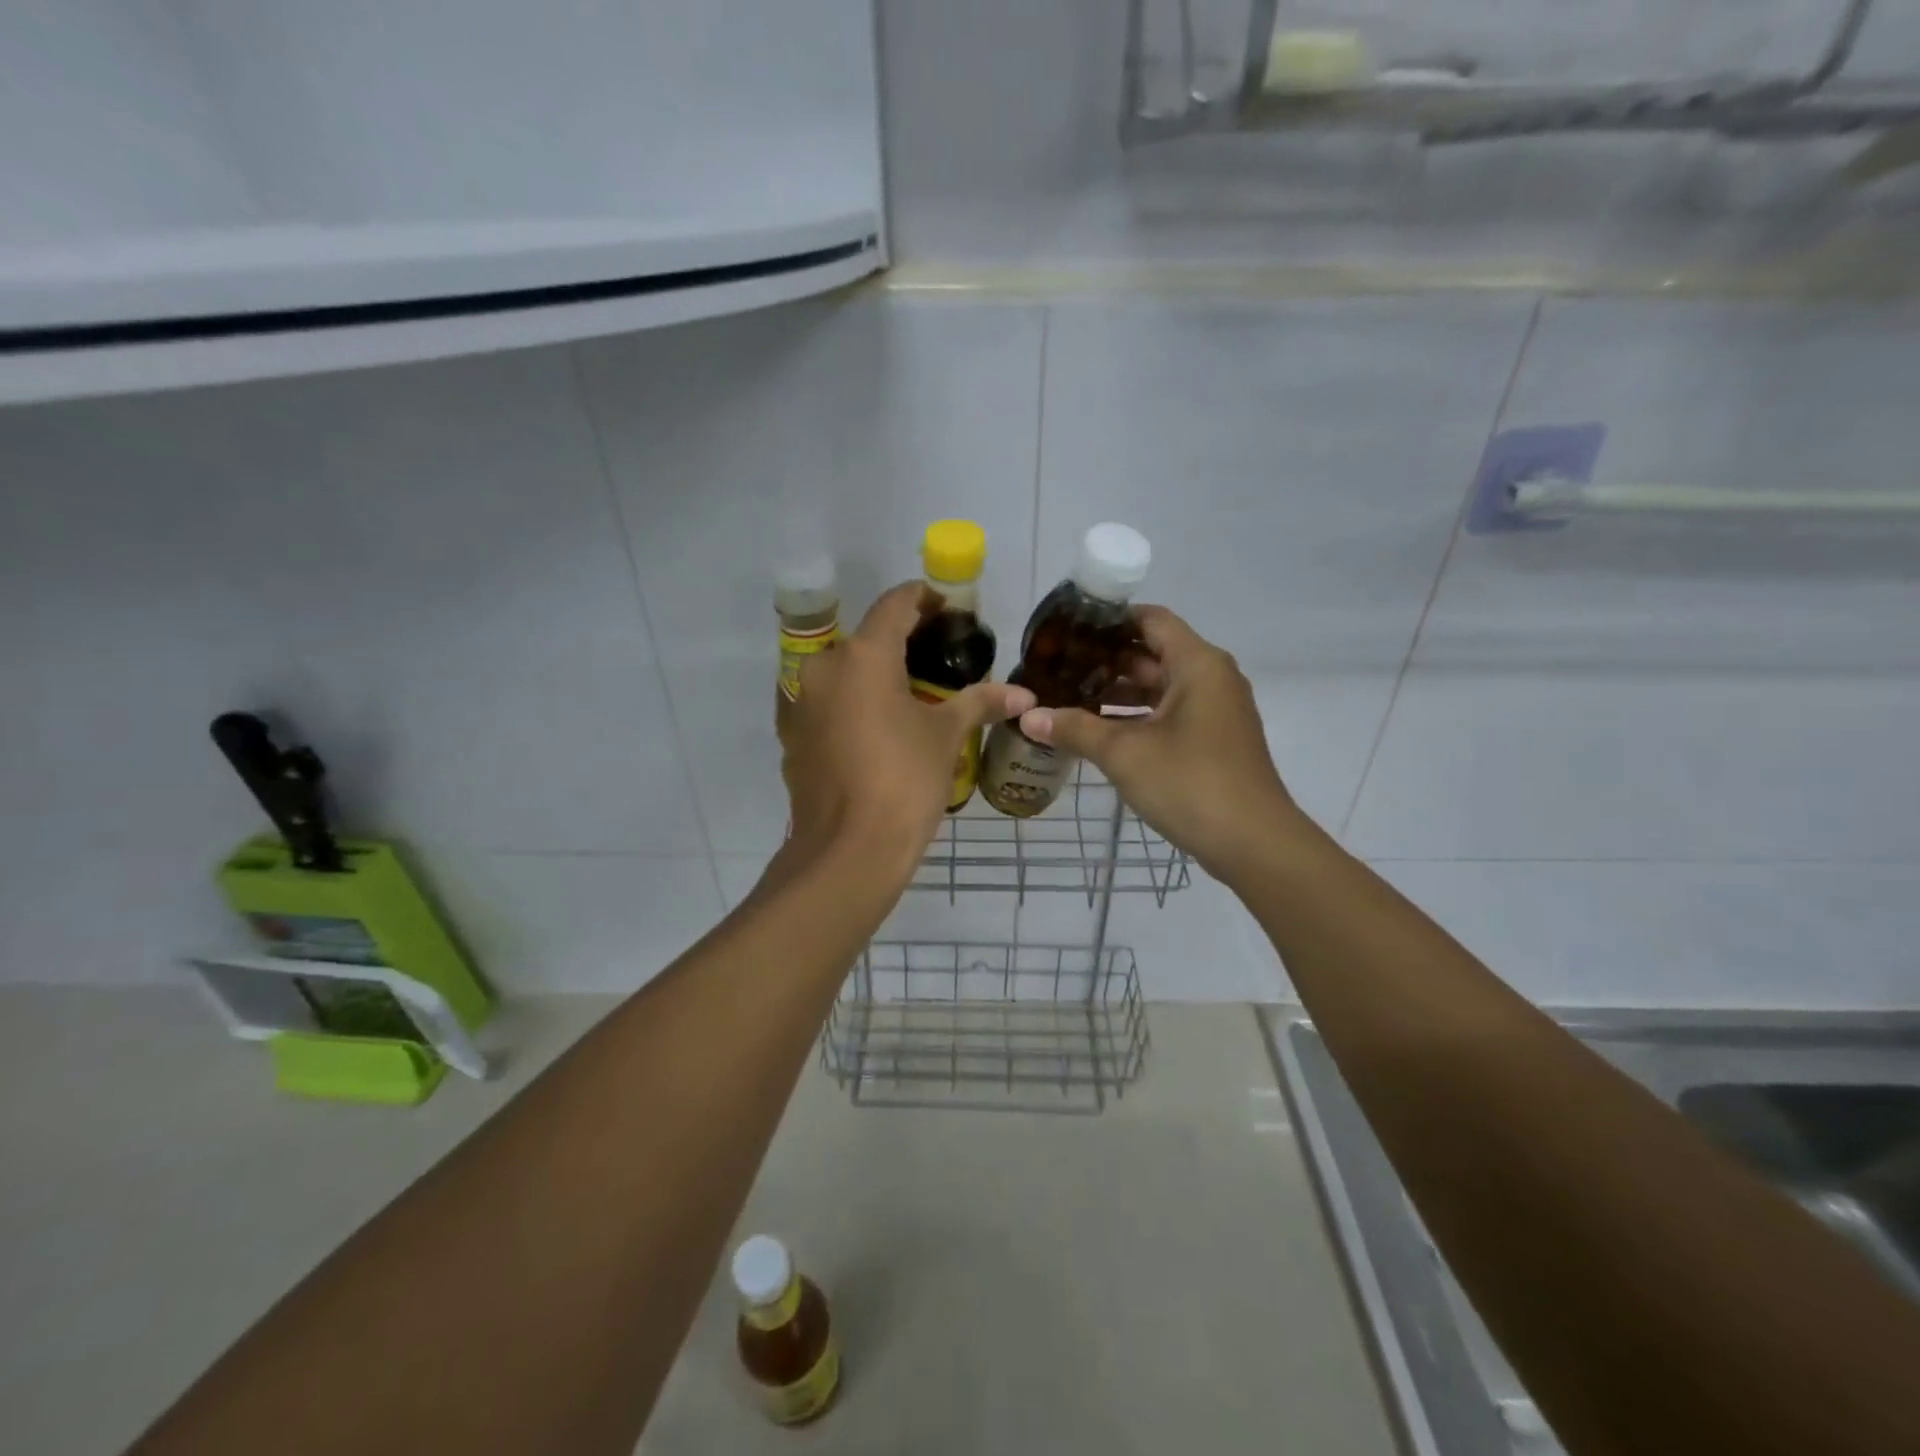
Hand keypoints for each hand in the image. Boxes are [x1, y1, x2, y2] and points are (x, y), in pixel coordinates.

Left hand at [780, 583, 1034, 880]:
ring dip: (875, 676)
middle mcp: (823, 668)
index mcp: (863, 656)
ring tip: (910, 697)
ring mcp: (801, 702)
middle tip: (938, 661)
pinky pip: (827, 705)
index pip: (895, 604)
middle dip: (902, 643)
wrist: (847, 851)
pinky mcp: (792, 735)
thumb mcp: (946, 737)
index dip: (925, 599)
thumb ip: (980, 703)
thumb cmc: (903, 782)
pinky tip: (877, 731)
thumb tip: (1024, 695)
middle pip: (867, 638)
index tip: (949, 610)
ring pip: (843, 673)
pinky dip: (852, 705)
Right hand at [1016, 606, 1299, 878]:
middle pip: (1153, 653)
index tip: (1068, 630)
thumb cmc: (1190, 783)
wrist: (1254, 844)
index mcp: (1197, 664)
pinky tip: (1098, 731)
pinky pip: (1169, 714)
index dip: (1109, 620)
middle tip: (1058, 667)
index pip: (1150, 619)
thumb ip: (1075, 729)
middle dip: (1105, 660)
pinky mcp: (1213, 740)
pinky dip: (1136, 717)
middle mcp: (1211, 678)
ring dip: (1118, 692)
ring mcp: (1215, 711)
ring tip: (1068, 698)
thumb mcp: (1124, 753)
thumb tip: (1028, 717)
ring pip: (1160, 687)